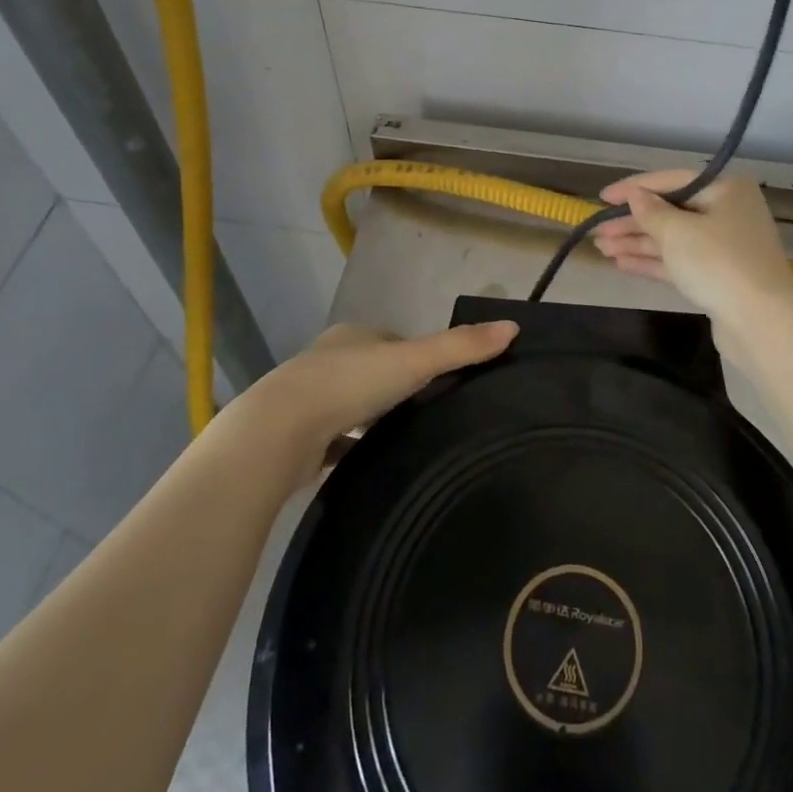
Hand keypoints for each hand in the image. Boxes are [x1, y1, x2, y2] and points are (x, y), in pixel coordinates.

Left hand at [248, 320, 517, 480]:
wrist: (278, 433)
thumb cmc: (349, 384)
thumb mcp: (414, 361)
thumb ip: (461, 347)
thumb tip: (514, 327)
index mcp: (354, 335)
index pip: (395, 341)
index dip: (420, 357)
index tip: (445, 381)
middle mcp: (329, 360)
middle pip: (373, 372)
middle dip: (396, 390)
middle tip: (429, 414)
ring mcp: (309, 398)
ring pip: (352, 406)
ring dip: (372, 420)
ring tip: (405, 441)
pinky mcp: (297, 436)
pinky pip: (334, 440)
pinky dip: (350, 448)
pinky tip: (369, 464)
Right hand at [592, 170, 792, 331]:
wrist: (761, 322)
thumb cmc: (717, 263)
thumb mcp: (677, 232)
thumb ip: (651, 212)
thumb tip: (635, 196)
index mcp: (725, 189)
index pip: (671, 181)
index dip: (634, 188)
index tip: (602, 197)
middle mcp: (728, 212)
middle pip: (671, 211)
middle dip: (633, 222)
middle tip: (598, 230)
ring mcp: (725, 246)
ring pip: (673, 239)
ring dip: (637, 242)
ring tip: (602, 248)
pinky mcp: (719, 277)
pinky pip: (680, 261)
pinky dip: (652, 261)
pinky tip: (621, 263)